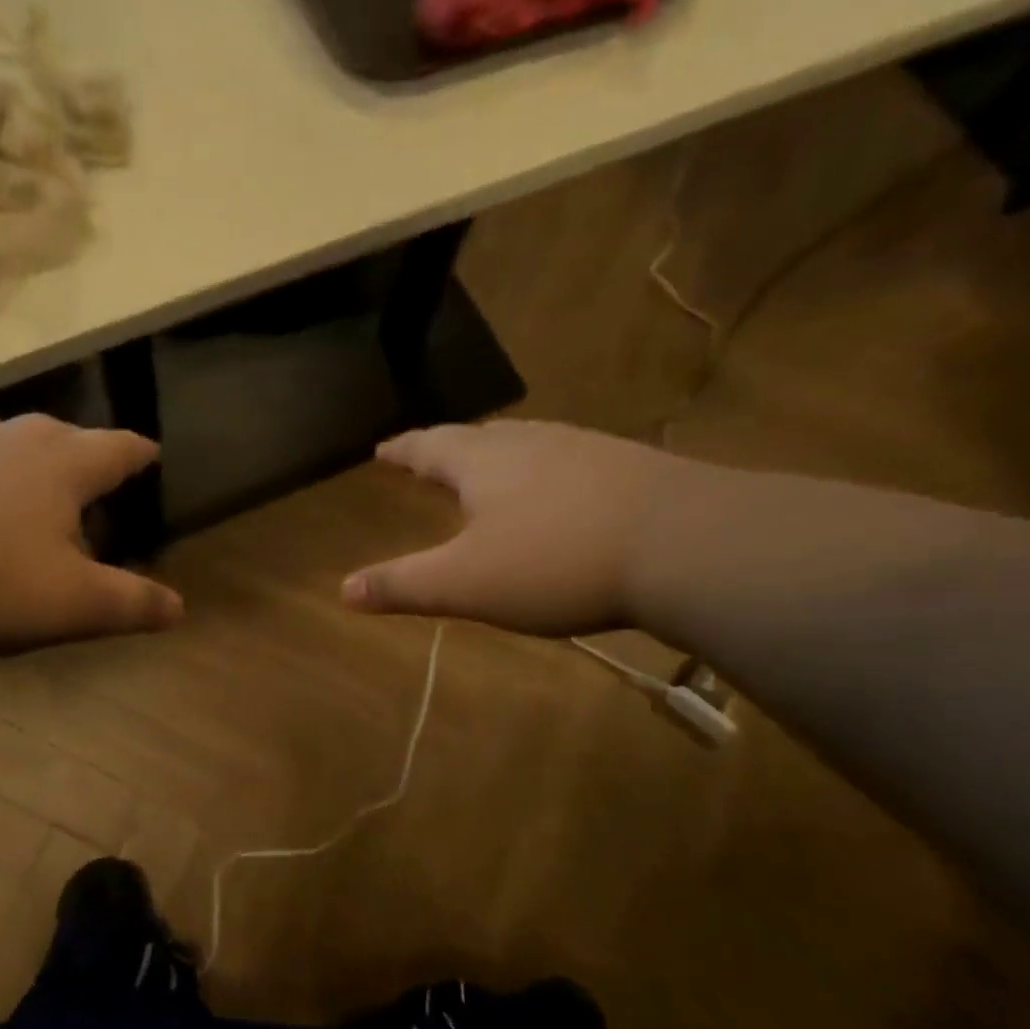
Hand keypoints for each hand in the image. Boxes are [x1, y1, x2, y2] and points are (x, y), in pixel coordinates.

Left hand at [0, 414, 182, 653]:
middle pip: (58, 436)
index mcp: (61, 466)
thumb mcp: (70, 603)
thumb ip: (129, 604)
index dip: (139, 454)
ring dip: (17, 462)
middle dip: (78, 453)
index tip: (152, 453)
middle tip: (87, 475)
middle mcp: (8, 441)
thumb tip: (179, 608)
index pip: (116, 450)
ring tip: (20, 488)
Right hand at [342, 421, 686, 636]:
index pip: (428, 446)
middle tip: (432, 456)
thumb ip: (402, 586)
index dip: (403, 450)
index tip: (383, 449)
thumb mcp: (464, 584)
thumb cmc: (556, 562)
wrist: (687, 545)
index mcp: (482, 463)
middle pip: (478, 437)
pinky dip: (547, 472)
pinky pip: (569, 460)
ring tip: (491, 468)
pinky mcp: (630, 467)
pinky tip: (562, 492)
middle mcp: (529, 443)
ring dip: (500, 454)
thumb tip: (342, 591)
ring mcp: (584, 449)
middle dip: (449, 447)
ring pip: (527, 444)